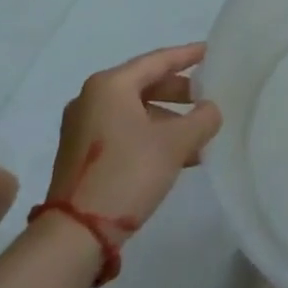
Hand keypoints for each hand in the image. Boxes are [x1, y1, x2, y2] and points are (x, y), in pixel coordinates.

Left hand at [48, 43, 220, 237]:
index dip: (187, 56)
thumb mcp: (174, 144)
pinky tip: (175, 156)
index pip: (157, 61)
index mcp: (110, 85)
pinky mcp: (80, 154)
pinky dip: (149, 136)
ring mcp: (82, 127)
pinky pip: (123, 131)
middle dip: (178, 93)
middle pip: (144, 85)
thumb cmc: (127, 174)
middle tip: (206, 99)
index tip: (210, 52)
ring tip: (197, 137)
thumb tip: (211, 110)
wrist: (75, 234)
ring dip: (167, 120)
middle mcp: (91, 99)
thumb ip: (201, 119)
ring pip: (135, 111)